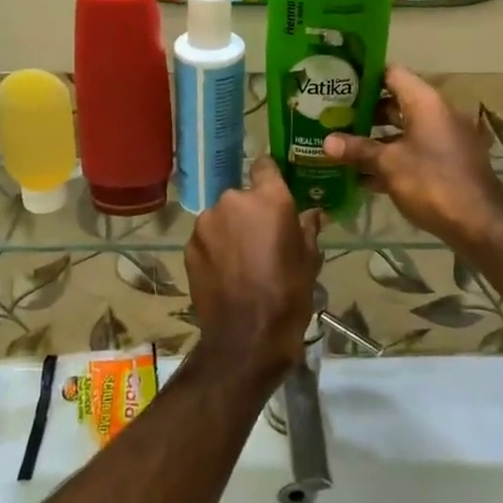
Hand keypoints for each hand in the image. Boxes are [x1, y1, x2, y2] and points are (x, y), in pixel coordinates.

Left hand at [184, 157, 321, 384]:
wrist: (247, 336)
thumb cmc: (289, 293)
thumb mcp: (309, 259)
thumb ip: (307, 228)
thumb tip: (313, 214)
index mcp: (268, 198)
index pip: (264, 165)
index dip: (269, 176)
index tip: (274, 190)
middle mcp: (233, 201)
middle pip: (241, 196)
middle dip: (249, 211)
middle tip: (262, 237)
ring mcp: (206, 223)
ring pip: (221, 217)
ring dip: (230, 229)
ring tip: (242, 259)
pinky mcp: (189, 246)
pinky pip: (206, 238)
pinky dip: (214, 248)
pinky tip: (225, 271)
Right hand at [321, 65, 502, 252]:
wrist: (480, 224)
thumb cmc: (431, 182)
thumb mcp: (389, 164)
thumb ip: (358, 150)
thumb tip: (326, 142)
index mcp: (425, 102)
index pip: (392, 73)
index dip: (365, 76)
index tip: (339, 82)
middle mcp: (438, 113)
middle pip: (396, 102)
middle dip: (365, 111)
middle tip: (333, 116)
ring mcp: (445, 139)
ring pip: (404, 130)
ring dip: (376, 138)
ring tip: (342, 144)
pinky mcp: (447, 163)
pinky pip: (414, 151)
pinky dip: (392, 158)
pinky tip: (364, 176)